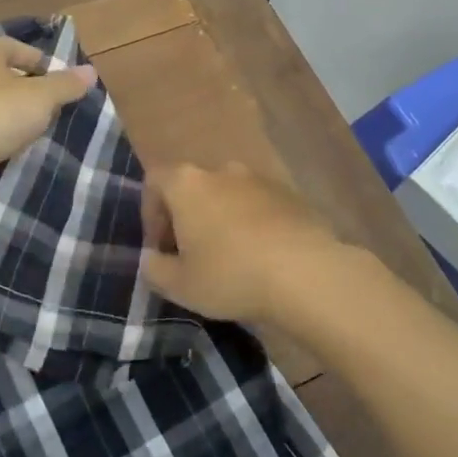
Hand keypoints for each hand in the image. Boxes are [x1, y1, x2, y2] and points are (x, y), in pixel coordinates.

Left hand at [0, 37, 97, 201]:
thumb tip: (90, 71)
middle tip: (48, 105)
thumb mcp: (42, 97)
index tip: (58, 81)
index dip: (40, 61)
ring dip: (8, 111)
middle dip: (25, 88)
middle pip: (0, 74)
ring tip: (31, 127)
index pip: (16, 47)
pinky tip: (7, 145)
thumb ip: (66, 84)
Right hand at [140, 164, 363, 326]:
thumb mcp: (179, 285)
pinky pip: (260, 207)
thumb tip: (152, 259)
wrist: (307, 274)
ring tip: (230, 260)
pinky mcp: (292, 195)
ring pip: (228, 196)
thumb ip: (154, 269)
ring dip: (222, 221)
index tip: (160, 248)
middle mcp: (222, 171)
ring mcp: (260, 180)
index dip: (150, 213)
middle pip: (193, 187)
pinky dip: (253, 225)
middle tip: (192, 256)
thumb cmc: (231, 274)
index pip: (155, 181)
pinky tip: (262, 259)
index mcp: (188, 184)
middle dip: (187, 218)